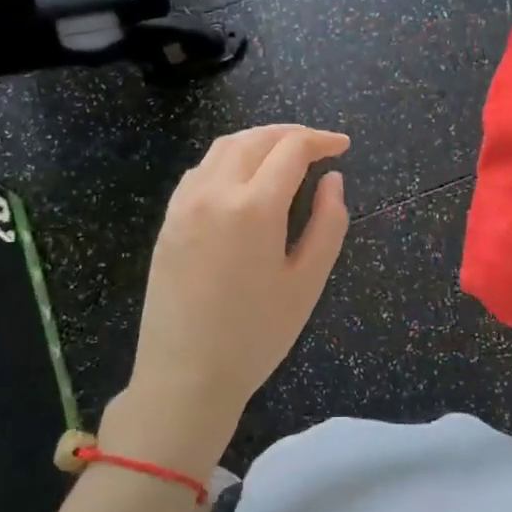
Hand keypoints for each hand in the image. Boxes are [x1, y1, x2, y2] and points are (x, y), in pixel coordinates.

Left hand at [101, 124, 349, 479]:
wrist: (185, 377)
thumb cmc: (256, 335)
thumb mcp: (307, 283)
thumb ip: (328, 223)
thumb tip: (332, 180)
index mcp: (254, 207)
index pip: (291, 149)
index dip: (321, 140)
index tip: (343, 146)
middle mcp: (214, 192)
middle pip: (255, 139)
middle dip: (291, 134)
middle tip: (319, 146)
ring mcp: (184, 204)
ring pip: (224, 148)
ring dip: (259, 141)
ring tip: (285, 155)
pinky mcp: (168, 220)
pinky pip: (201, 170)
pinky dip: (230, 159)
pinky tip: (245, 179)